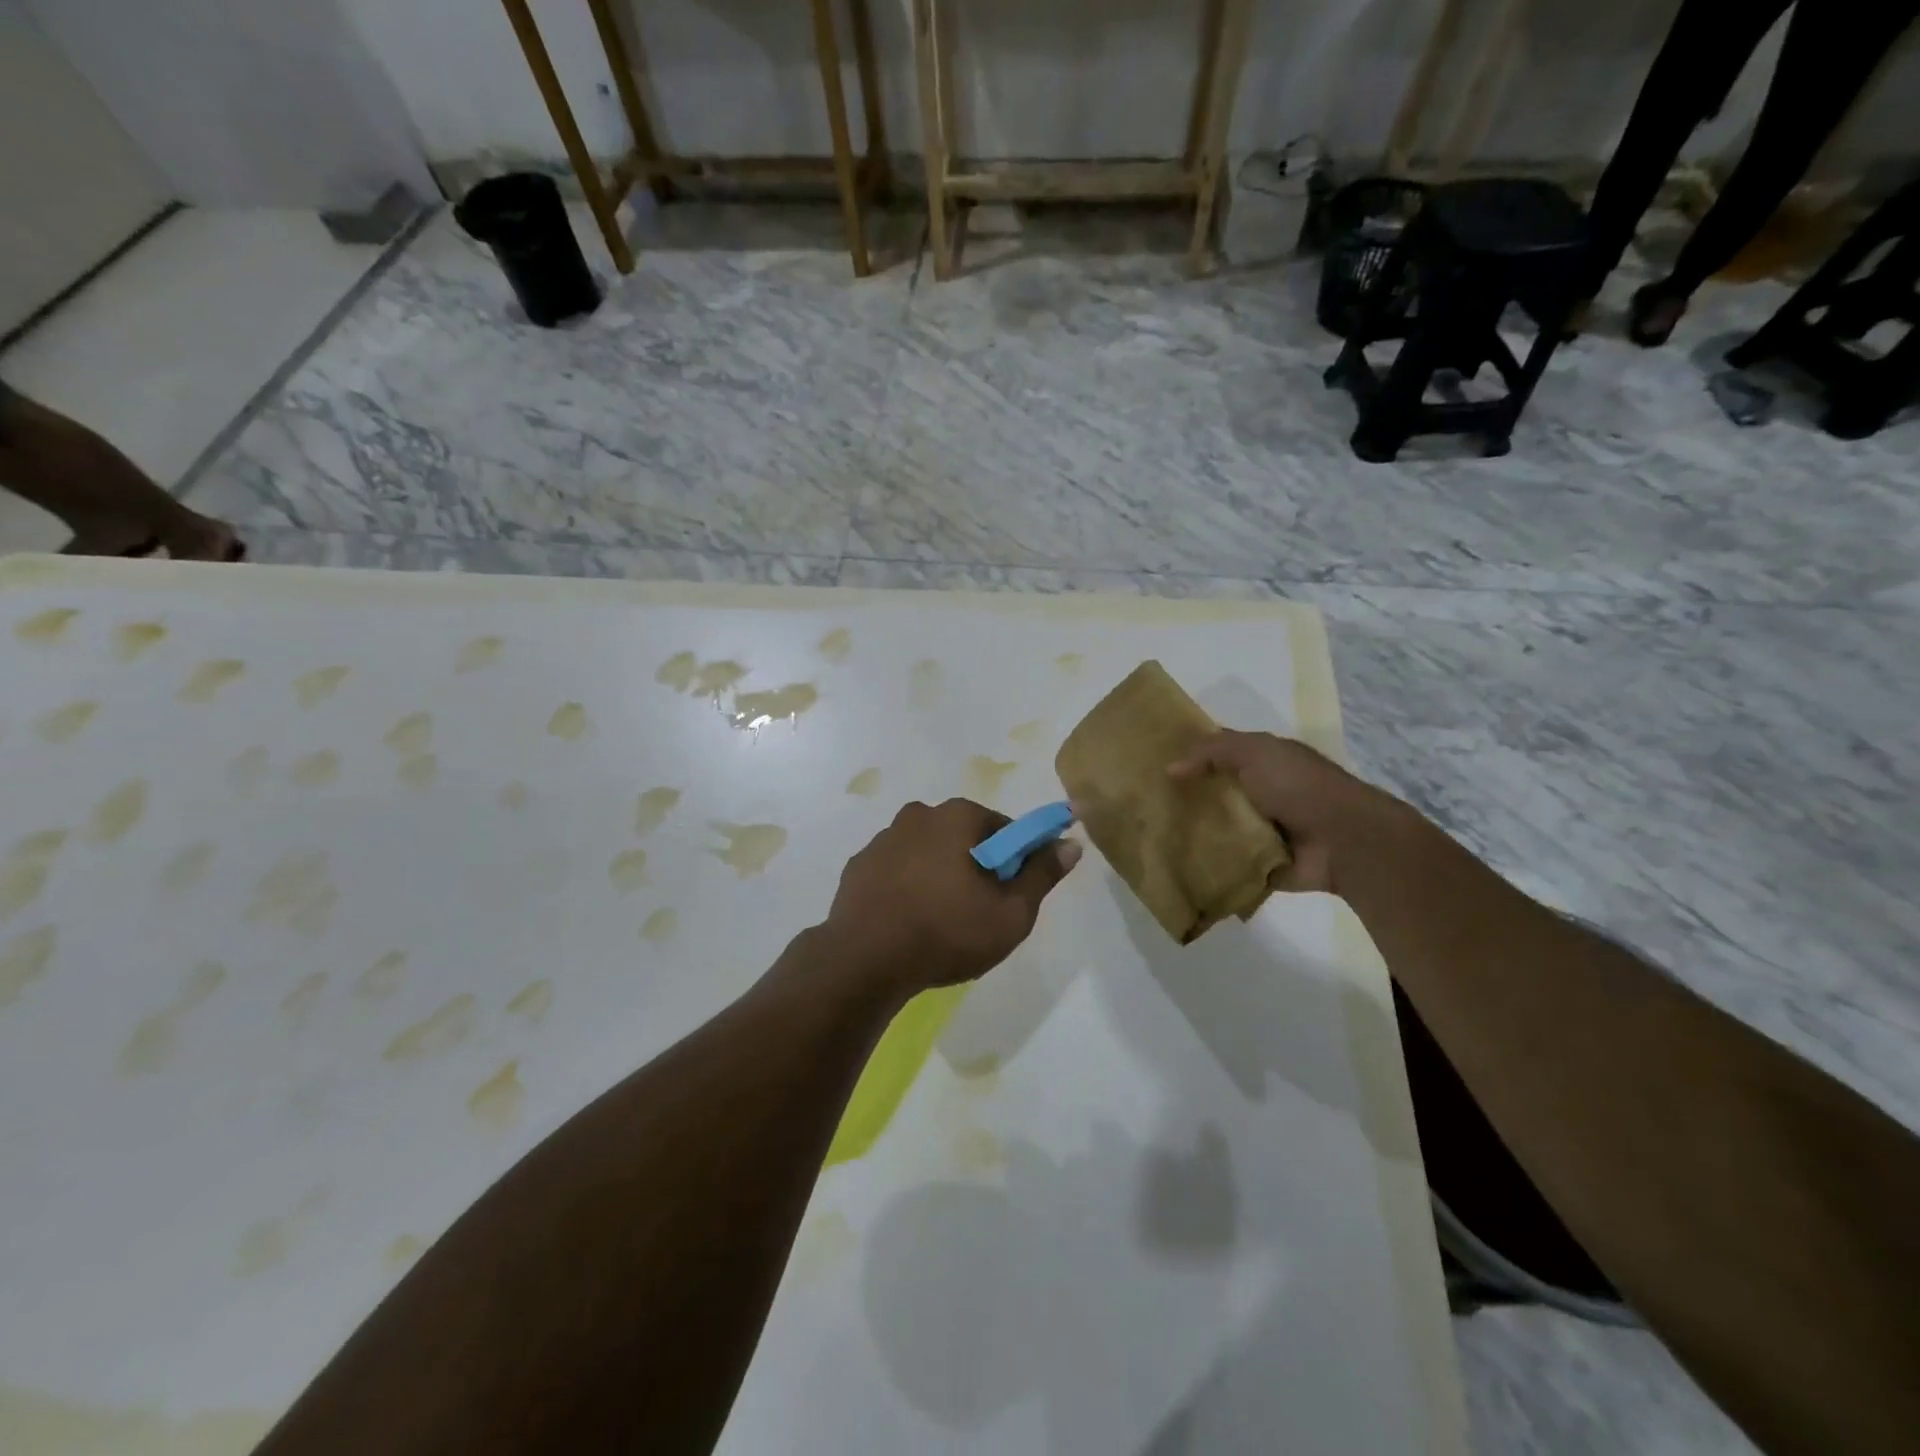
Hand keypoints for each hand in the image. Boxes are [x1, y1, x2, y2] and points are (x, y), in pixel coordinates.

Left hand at [821, 798, 1079, 996]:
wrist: (864, 962)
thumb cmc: (946, 932)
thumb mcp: (1011, 913)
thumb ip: (1042, 875)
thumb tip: (1071, 844)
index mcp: (957, 816)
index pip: (1003, 828)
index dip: (1015, 860)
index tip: (1012, 893)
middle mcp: (918, 815)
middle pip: (963, 836)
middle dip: (975, 866)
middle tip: (979, 911)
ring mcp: (882, 839)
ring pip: (927, 852)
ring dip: (939, 874)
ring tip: (940, 922)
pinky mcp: (858, 866)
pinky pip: (896, 870)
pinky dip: (907, 886)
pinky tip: (908, 921)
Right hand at [1167, 732, 1408, 895]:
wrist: (1344, 839)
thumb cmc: (1299, 786)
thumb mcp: (1254, 752)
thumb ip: (1211, 752)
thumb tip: (1170, 768)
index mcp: (1262, 762)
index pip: (1218, 754)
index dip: (1188, 755)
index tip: (1149, 761)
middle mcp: (1259, 794)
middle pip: (1212, 793)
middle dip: (1182, 798)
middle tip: (1141, 803)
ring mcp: (1259, 831)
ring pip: (1215, 829)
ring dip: (1191, 834)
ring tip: (1150, 836)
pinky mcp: (1259, 865)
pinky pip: (1225, 864)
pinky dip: (1205, 866)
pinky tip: (1172, 866)